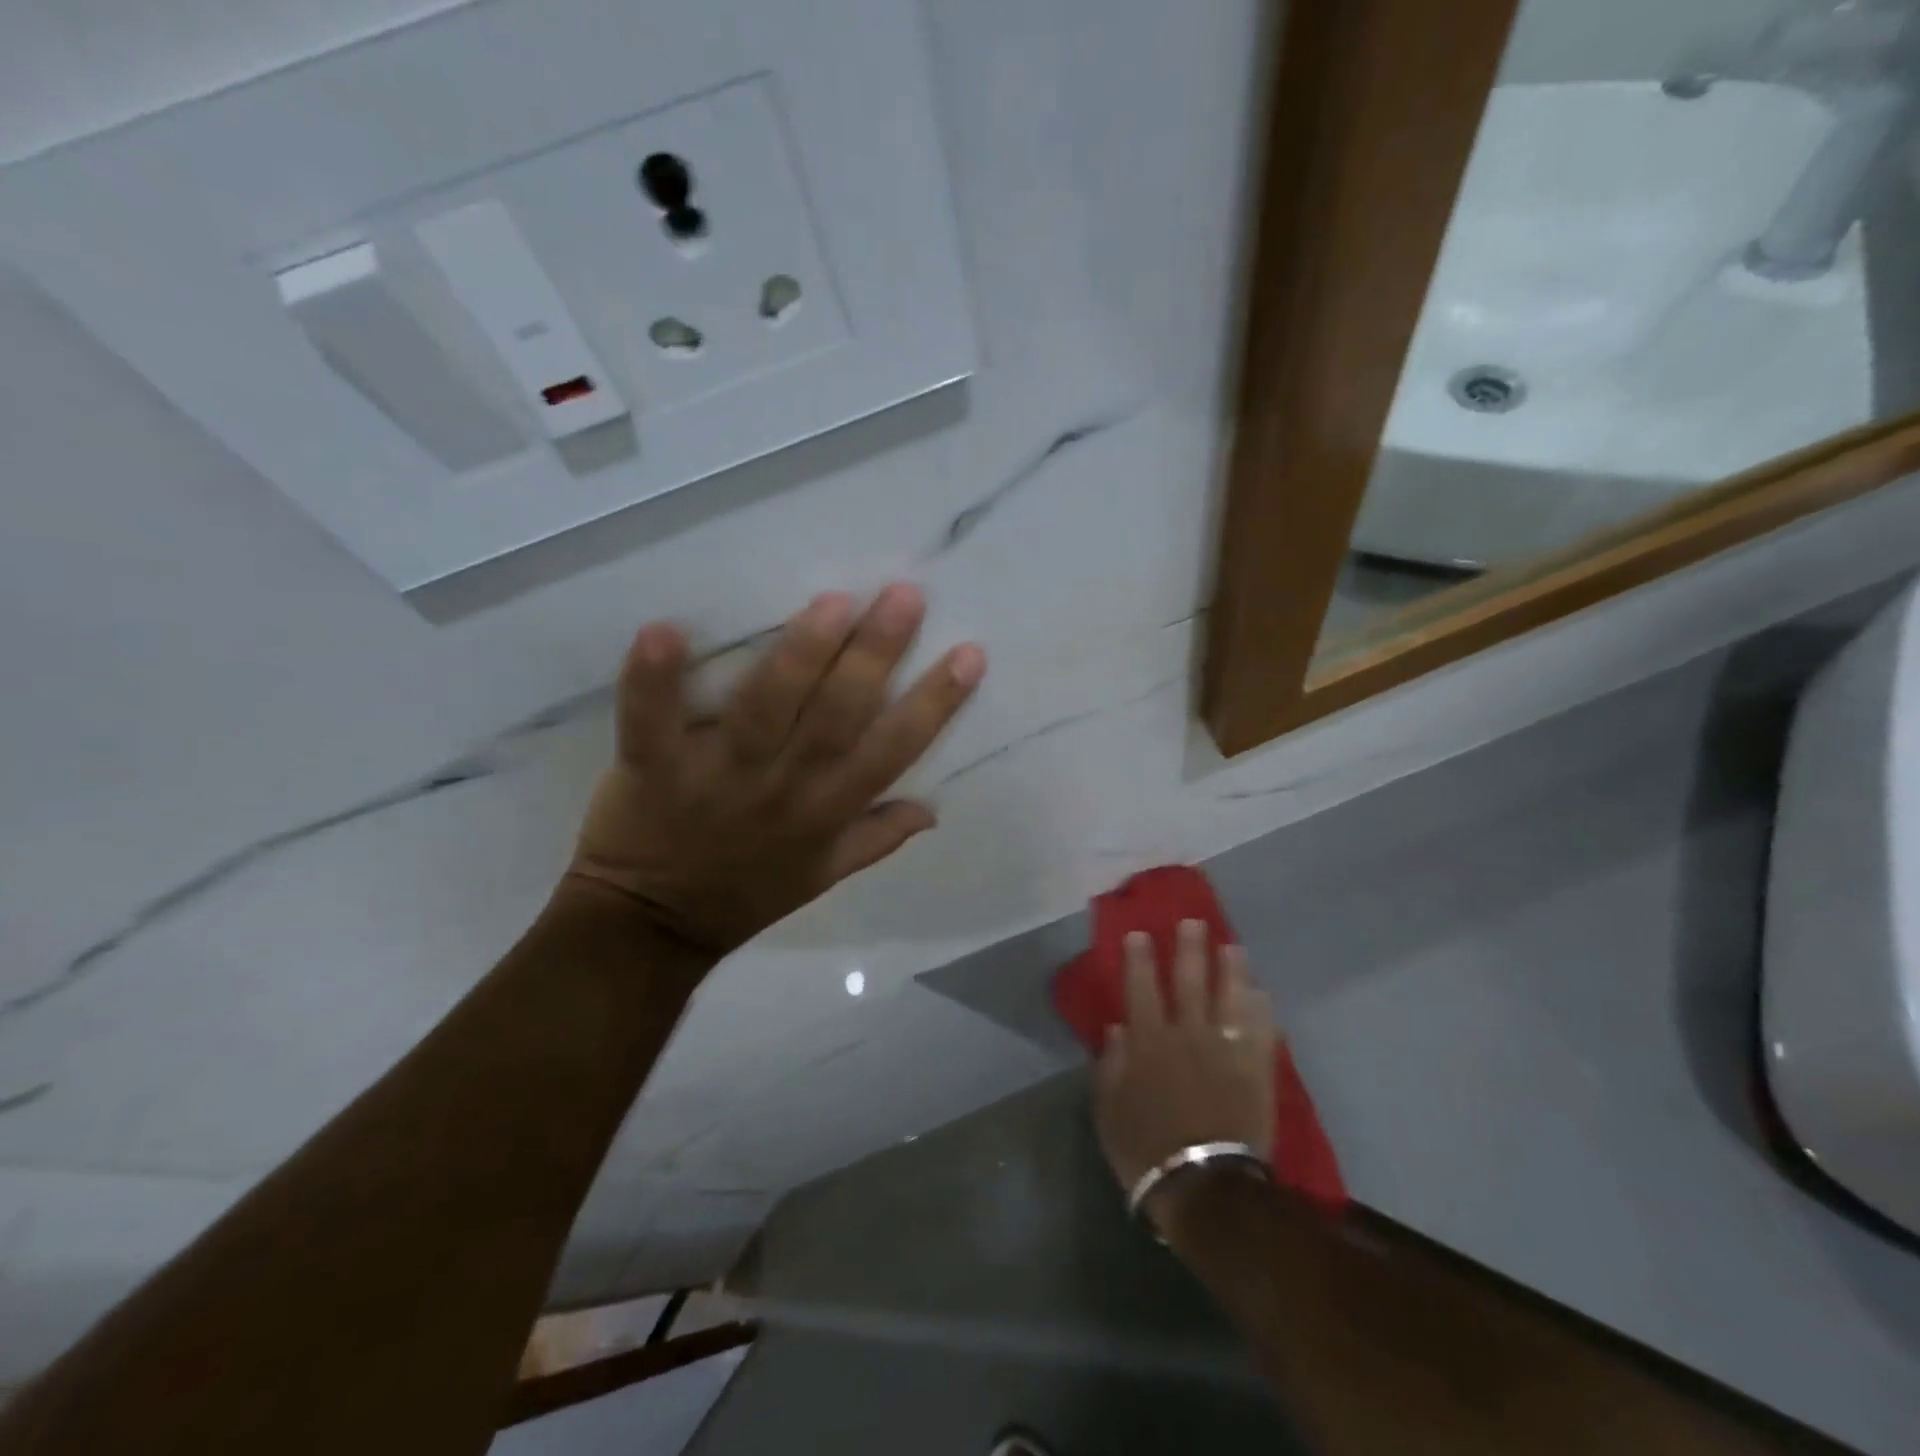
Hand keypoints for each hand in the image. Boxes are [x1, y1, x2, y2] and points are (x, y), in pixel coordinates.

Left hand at [565, 584, 985, 955]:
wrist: (654, 927)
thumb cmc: (748, 893)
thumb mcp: (825, 875)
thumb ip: (879, 837)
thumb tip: (934, 808)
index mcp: (828, 810)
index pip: (893, 751)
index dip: (934, 704)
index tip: (968, 655)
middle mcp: (784, 787)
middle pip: (837, 716)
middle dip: (875, 656)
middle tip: (905, 596)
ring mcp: (718, 776)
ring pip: (766, 710)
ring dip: (799, 657)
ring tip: (832, 603)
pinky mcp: (653, 769)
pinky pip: (650, 723)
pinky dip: (652, 682)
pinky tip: (663, 630)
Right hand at [1093, 921, 1276, 1232]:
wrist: (1204, 1187)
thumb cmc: (1146, 1149)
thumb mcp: (1109, 1110)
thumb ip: (1111, 1066)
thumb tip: (1116, 1028)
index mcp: (1148, 1043)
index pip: (1141, 989)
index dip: (1140, 959)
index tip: (1139, 933)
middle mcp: (1186, 1036)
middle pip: (1189, 983)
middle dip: (1190, 950)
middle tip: (1194, 922)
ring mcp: (1225, 1051)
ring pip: (1229, 998)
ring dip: (1231, 970)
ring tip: (1233, 946)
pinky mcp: (1254, 1071)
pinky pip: (1260, 1032)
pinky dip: (1261, 1010)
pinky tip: (1262, 993)